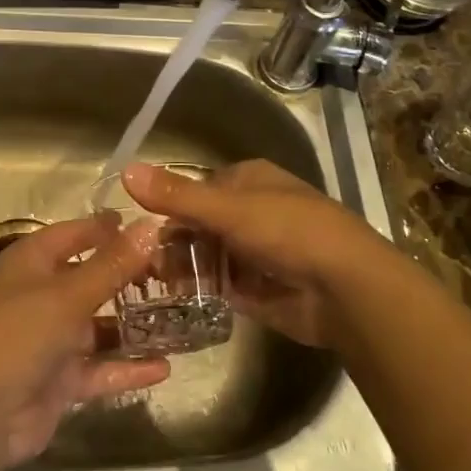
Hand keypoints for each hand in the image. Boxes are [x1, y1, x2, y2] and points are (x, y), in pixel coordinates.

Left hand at [0, 213, 170, 465]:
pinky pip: (100, 368)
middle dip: (127, 277)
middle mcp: (40, 294)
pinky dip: (128, 367)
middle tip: (176, 274)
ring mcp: (50, 339)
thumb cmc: (18, 333)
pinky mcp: (59, 379)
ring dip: (132, 325)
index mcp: (31, 262)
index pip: (73, 234)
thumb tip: (151, 226)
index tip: (147, 225)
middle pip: (89, 278)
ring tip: (180, 319)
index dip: (106, 228)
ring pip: (98, 326)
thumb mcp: (68, 294)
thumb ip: (112, 265)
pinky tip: (165, 367)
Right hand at [122, 159, 385, 347]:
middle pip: (199, 224)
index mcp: (248, 181)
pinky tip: (172, 300)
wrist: (346, 289)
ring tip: (146, 283)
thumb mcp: (227, 208)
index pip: (197, 189)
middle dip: (171, 241)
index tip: (137, 227)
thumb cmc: (287, 231)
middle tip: (137, 261)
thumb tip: (125, 171)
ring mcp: (256, 252)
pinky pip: (219, 285)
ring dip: (180, 267)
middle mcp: (252, 212)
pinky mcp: (258, 289)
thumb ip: (176, 195)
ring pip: (206, 255)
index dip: (168, 206)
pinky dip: (198, 290)